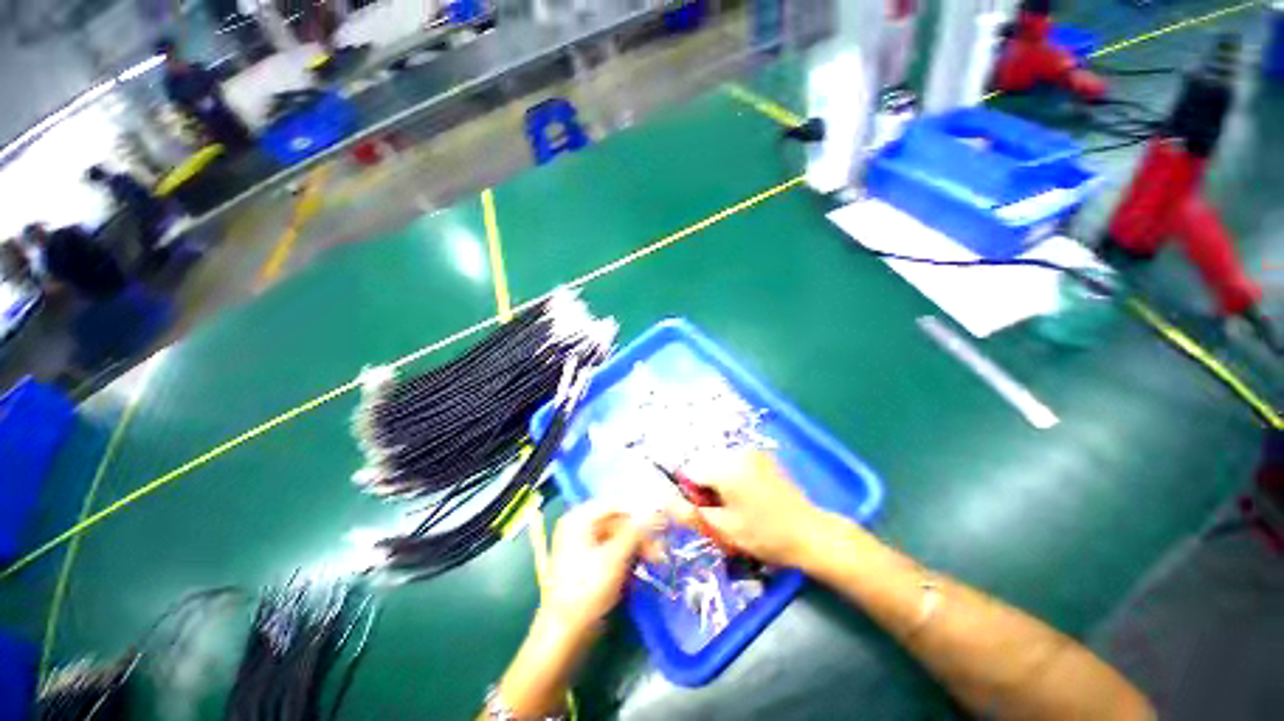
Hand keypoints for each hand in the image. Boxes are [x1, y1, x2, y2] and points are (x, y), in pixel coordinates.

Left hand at [541, 502, 649, 634]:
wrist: (563, 637)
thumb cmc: (587, 590)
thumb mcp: (615, 557)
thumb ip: (637, 530)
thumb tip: (656, 509)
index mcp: (579, 518)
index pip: (617, 505)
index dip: (640, 513)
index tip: (662, 523)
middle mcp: (579, 527)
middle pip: (617, 522)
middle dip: (640, 535)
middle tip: (660, 550)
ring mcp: (582, 546)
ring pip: (617, 538)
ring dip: (637, 548)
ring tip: (656, 561)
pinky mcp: (587, 565)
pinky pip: (612, 553)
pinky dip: (627, 558)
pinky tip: (640, 569)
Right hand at [671, 451, 829, 567]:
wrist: (810, 533)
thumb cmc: (765, 535)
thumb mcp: (723, 529)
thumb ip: (691, 513)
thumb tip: (665, 501)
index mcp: (726, 467)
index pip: (690, 471)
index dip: (692, 493)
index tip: (705, 512)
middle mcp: (737, 452)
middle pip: (704, 464)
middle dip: (705, 486)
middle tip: (722, 512)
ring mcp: (752, 452)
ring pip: (718, 463)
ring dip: (718, 481)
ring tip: (736, 505)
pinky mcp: (762, 456)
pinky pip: (734, 462)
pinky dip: (732, 476)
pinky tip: (748, 496)